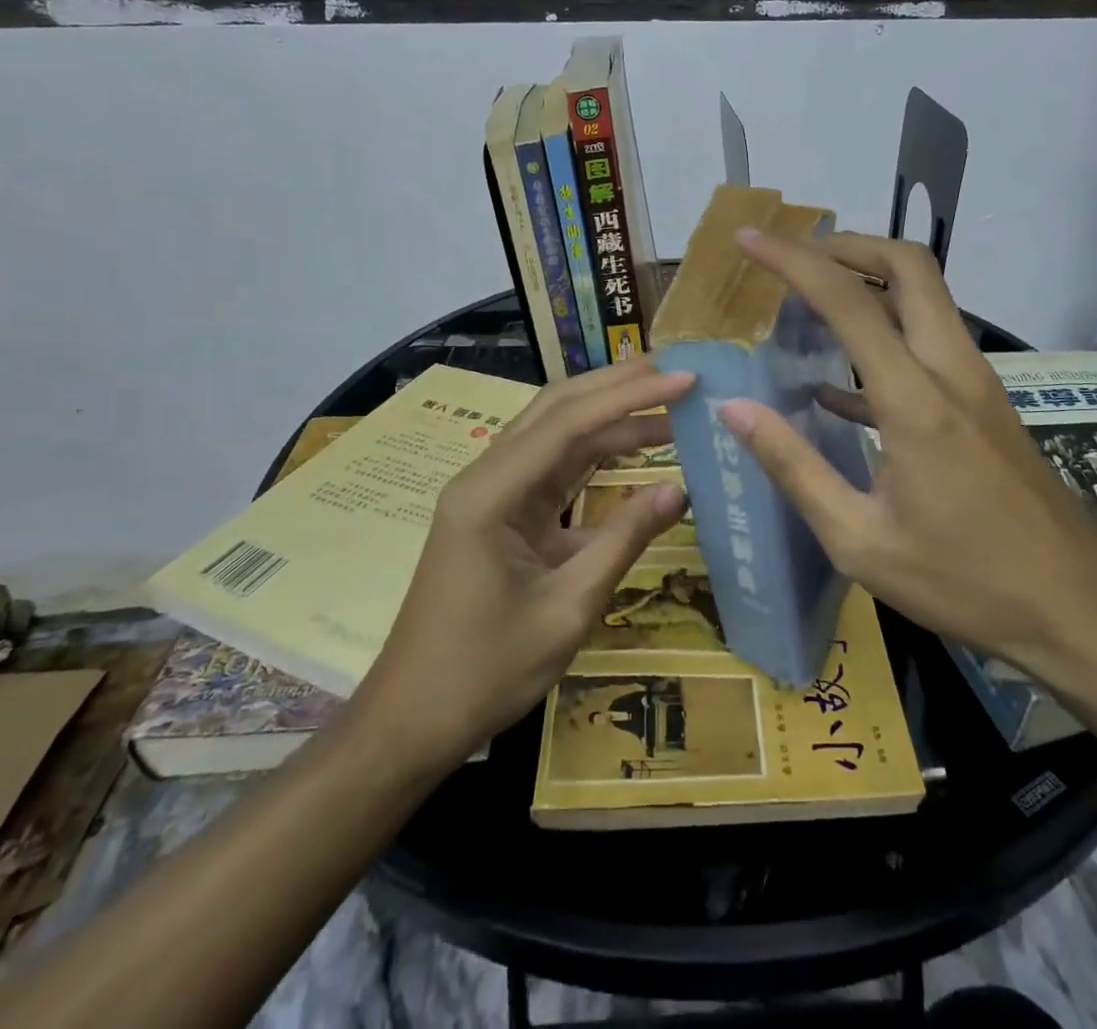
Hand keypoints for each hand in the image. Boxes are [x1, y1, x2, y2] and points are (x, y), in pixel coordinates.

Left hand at [347, 359, 692, 774]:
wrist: (412, 721)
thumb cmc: (486, 671)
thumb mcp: (567, 609)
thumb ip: (624, 541)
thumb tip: (680, 490)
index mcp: (490, 493)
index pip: (569, 422)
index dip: (631, 396)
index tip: (684, 381)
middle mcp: (486, 477)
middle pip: (557, 410)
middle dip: (618, 387)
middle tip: (677, 374)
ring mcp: (492, 494)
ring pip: (556, 434)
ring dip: (610, 416)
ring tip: (668, 402)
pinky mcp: (503, 514)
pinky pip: (554, 469)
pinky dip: (596, 454)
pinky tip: (633, 446)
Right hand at [717, 231, 1096, 686]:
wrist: (1078, 609)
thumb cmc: (964, 582)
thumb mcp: (860, 540)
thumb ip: (794, 467)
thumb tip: (735, 409)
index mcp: (915, 400)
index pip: (848, 301)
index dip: (793, 260)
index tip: (750, 238)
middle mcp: (951, 371)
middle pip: (908, 267)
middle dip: (846, 246)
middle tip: (793, 258)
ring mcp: (976, 383)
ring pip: (926, 296)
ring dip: (870, 281)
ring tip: (810, 303)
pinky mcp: (985, 403)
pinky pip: (931, 341)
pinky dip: (886, 333)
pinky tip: (839, 383)